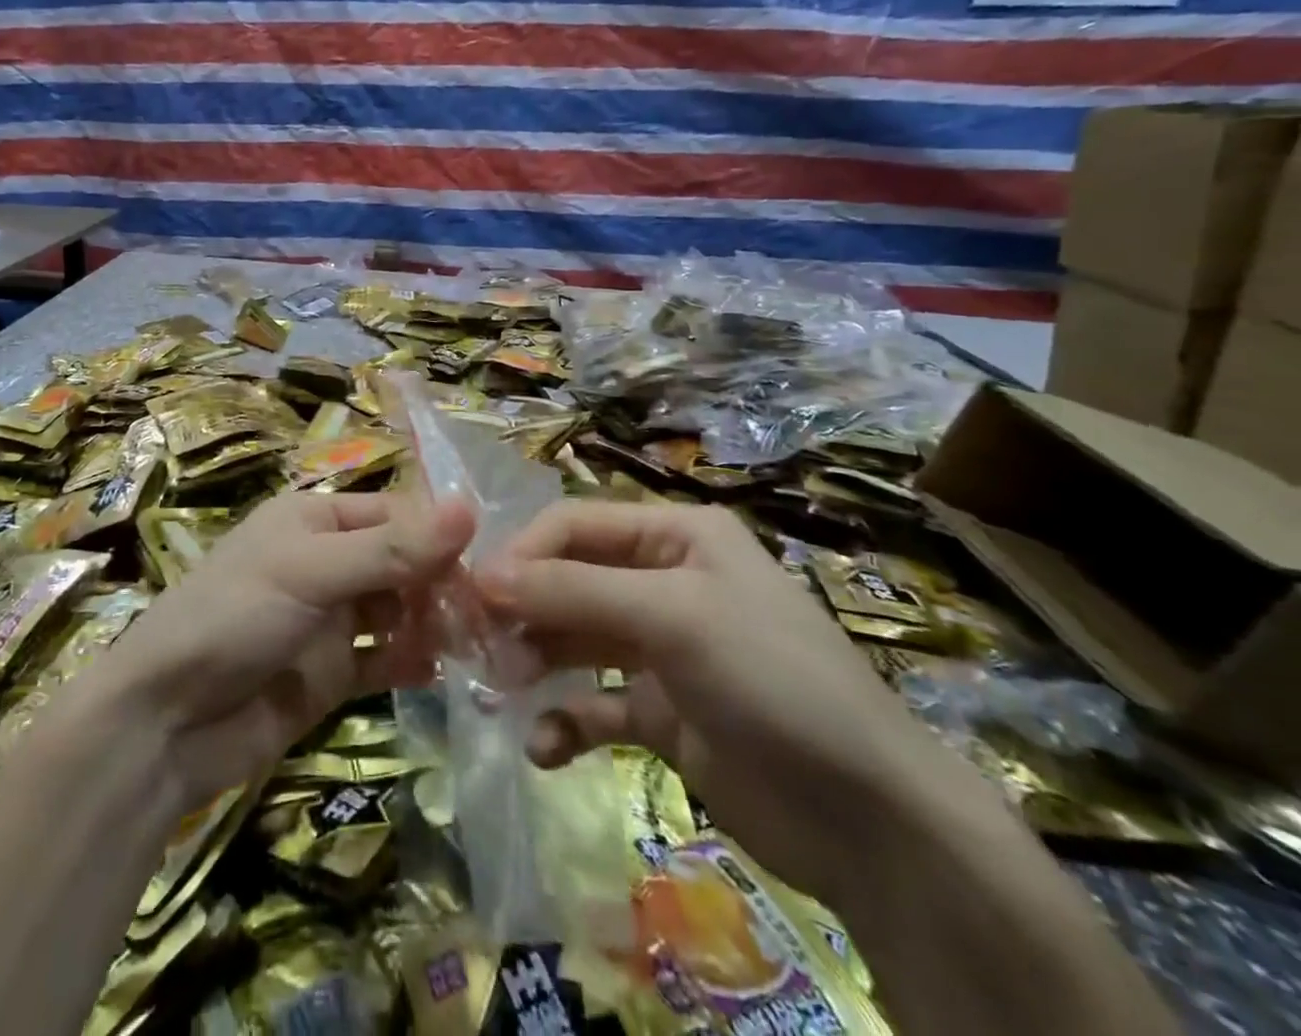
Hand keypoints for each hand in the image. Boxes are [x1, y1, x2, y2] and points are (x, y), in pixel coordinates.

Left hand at [88, 491, 473, 807]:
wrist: (166, 721)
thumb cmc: (234, 617)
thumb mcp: (311, 571)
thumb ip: (390, 550)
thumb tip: (469, 510)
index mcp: (314, 519)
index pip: (394, 514)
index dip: (438, 536)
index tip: (488, 565)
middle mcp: (325, 561)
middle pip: (400, 563)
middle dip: (440, 584)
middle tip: (486, 617)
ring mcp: (328, 620)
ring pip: (397, 611)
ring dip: (433, 623)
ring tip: (474, 646)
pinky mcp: (330, 673)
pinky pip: (383, 659)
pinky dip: (411, 662)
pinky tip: (440, 672)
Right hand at [475, 501, 972, 906]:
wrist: (872, 822)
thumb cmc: (771, 680)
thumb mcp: (671, 617)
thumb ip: (571, 591)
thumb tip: (481, 576)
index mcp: (675, 536)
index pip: (575, 525)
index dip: (523, 554)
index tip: (475, 593)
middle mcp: (664, 581)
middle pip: (568, 580)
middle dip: (523, 610)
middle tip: (478, 647)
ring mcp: (660, 649)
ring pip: (573, 640)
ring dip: (534, 661)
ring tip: (502, 690)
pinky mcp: (659, 713)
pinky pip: (594, 705)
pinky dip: (565, 721)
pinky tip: (546, 746)